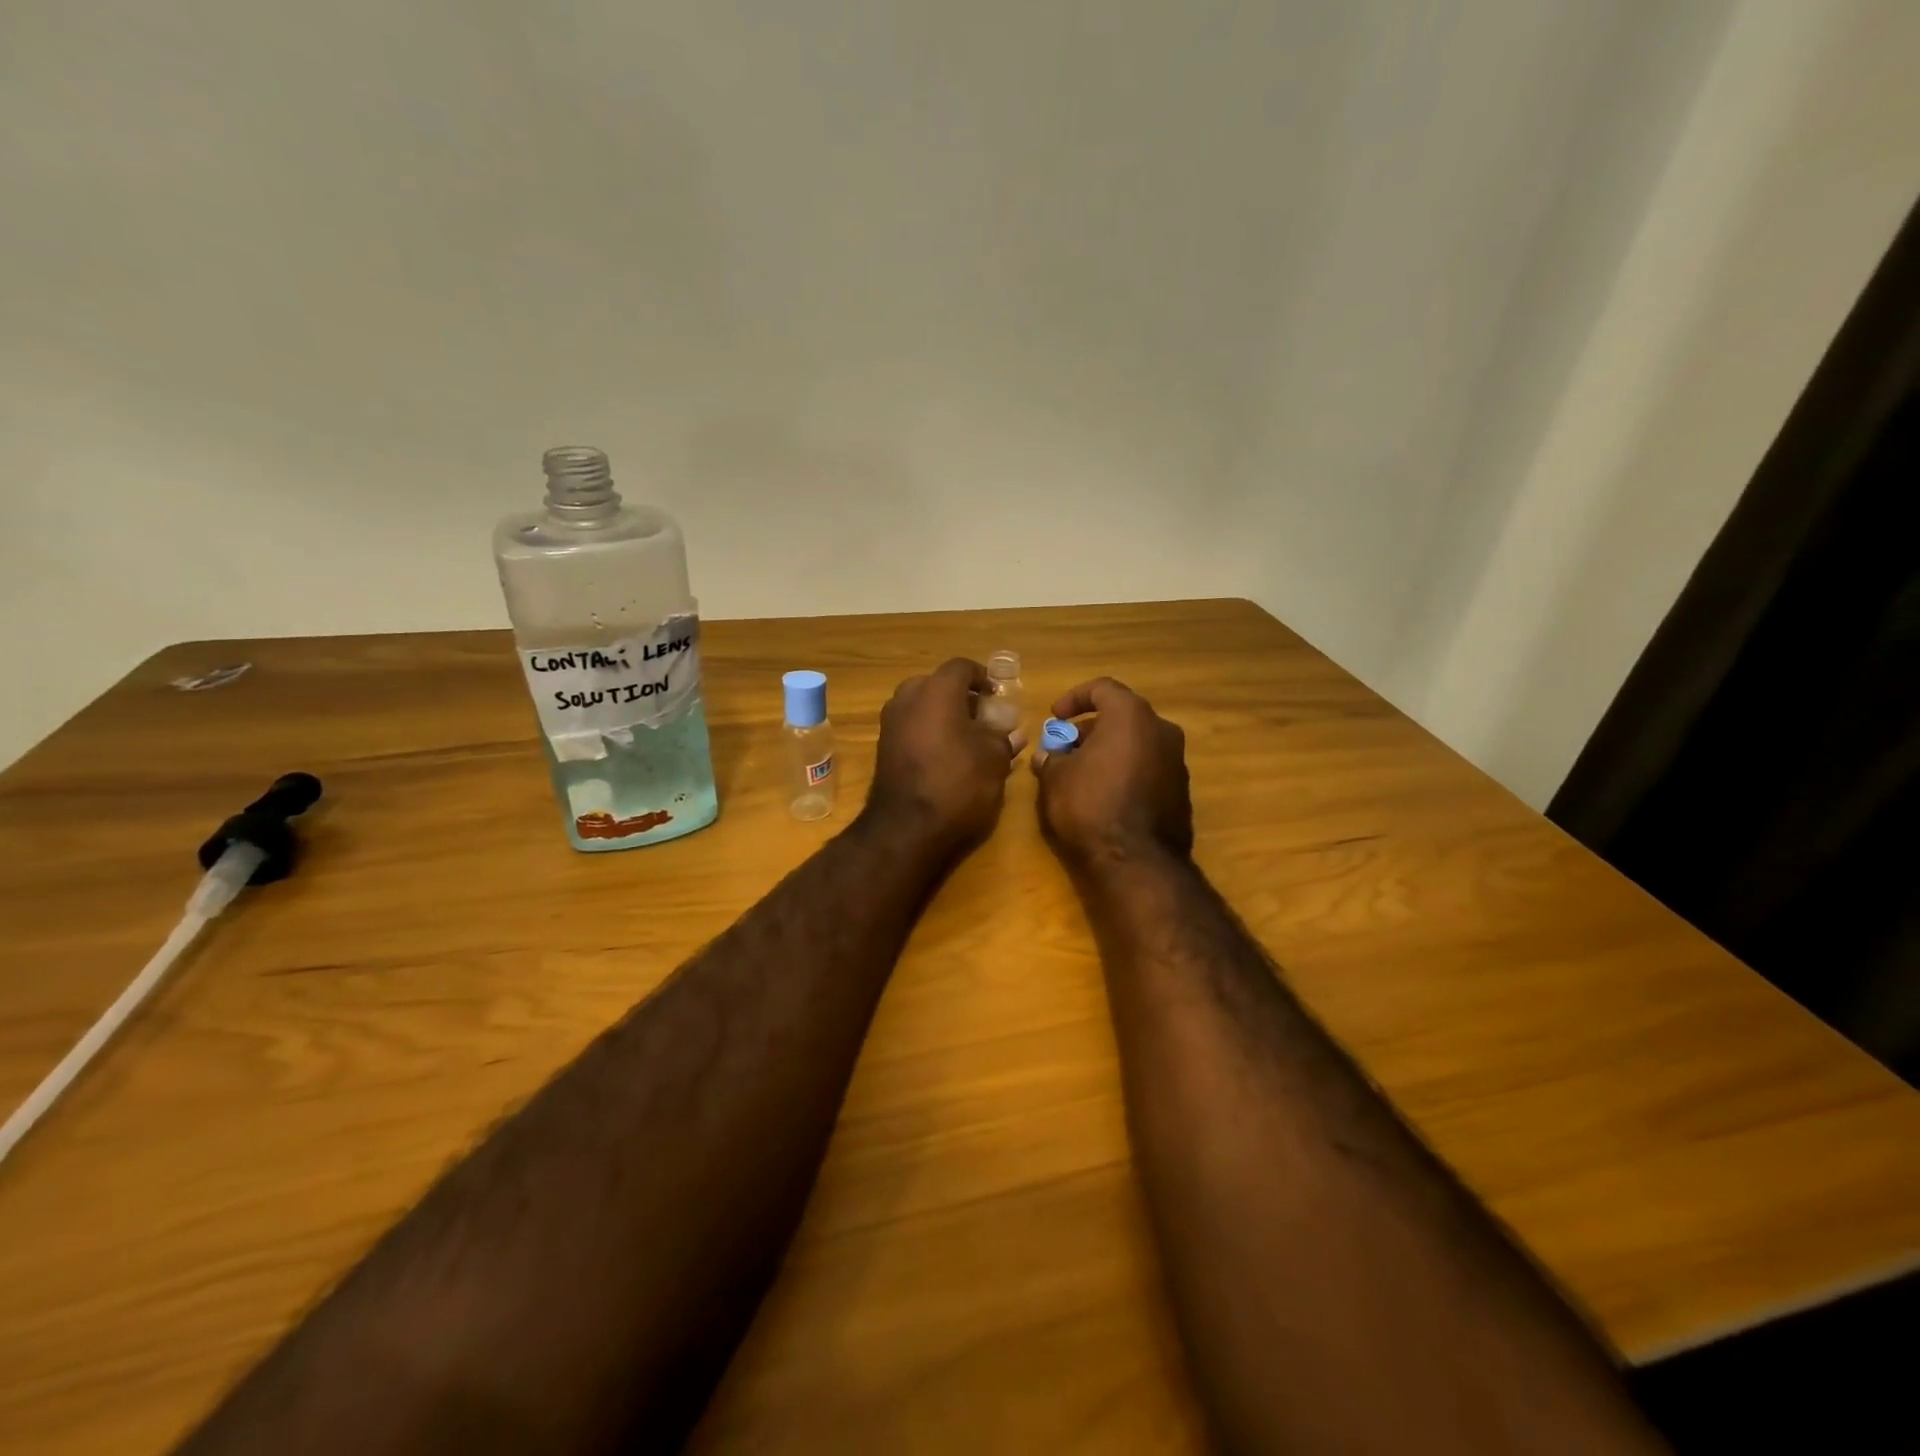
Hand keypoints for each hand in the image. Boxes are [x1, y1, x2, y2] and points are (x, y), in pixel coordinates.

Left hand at [864, 658, 1023, 855]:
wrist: (906, 827)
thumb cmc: (958, 783)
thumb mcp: (994, 760)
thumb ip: (1003, 739)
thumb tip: (1012, 733)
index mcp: (937, 690)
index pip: (961, 667)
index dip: (982, 677)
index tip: (996, 695)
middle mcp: (908, 698)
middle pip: (936, 685)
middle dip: (959, 697)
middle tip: (981, 717)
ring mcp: (890, 724)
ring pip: (920, 707)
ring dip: (941, 716)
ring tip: (965, 739)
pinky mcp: (882, 749)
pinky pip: (909, 728)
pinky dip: (926, 733)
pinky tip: (944, 757)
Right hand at [1034, 677, 1191, 866]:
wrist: (1136, 861)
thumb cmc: (1090, 805)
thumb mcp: (1055, 778)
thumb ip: (1051, 759)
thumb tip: (1048, 756)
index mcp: (1132, 716)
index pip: (1103, 689)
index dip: (1074, 698)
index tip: (1056, 717)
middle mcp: (1162, 731)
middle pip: (1123, 717)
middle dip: (1091, 729)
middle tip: (1066, 749)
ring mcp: (1177, 762)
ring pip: (1138, 744)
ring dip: (1110, 751)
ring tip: (1082, 775)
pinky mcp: (1181, 792)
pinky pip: (1149, 769)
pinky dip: (1127, 772)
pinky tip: (1106, 796)